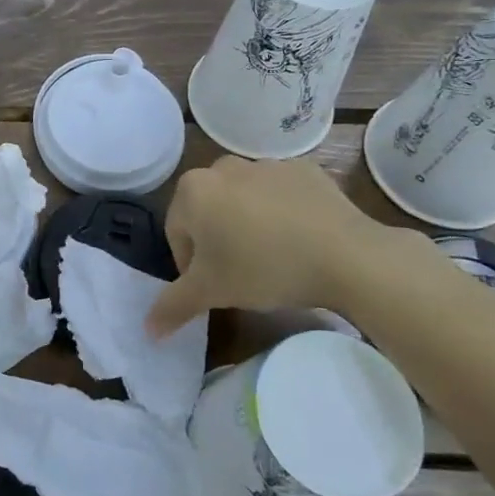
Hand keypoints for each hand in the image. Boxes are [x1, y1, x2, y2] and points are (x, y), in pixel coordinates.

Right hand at [146, 155, 416, 338]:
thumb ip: (173, 306)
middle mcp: (223, 167)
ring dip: (249, 224)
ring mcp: (266, 164)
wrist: (346, 255)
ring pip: (244, 201)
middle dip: (219, 240)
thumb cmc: (263, 268)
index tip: (216, 287)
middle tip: (241, 274)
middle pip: (209, 211)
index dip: (191, 266)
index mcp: (193, 189)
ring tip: (274, 258)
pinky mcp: (304, 170)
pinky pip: (281, 194)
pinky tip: (301, 240)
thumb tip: (148, 331)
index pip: (177, 233)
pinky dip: (283, 213)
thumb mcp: (212, 293)